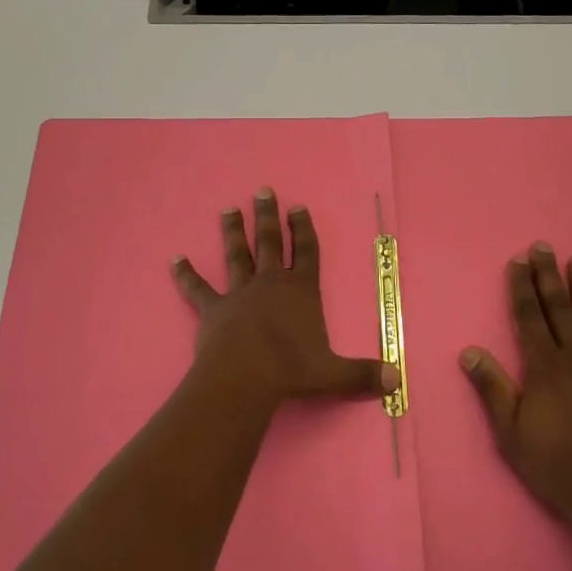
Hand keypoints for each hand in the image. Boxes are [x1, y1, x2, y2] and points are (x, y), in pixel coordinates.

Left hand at [172, 189, 398, 410]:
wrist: (245, 378)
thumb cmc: (292, 371)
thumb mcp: (334, 374)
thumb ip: (363, 374)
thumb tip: (396, 380)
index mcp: (301, 291)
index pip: (307, 252)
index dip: (304, 229)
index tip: (298, 207)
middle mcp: (270, 284)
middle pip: (270, 242)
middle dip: (268, 216)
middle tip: (263, 191)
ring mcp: (239, 293)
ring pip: (236, 255)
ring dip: (233, 231)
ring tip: (229, 209)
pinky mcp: (213, 309)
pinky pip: (197, 288)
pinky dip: (185, 274)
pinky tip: (174, 259)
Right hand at [461, 243, 571, 539]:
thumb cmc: (557, 466)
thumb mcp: (511, 433)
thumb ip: (492, 388)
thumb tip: (468, 351)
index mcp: (544, 367)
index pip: (528, 317)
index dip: (522, 287)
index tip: (519, 261)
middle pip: (559, 308)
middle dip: (549, 275)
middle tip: (545, 246)